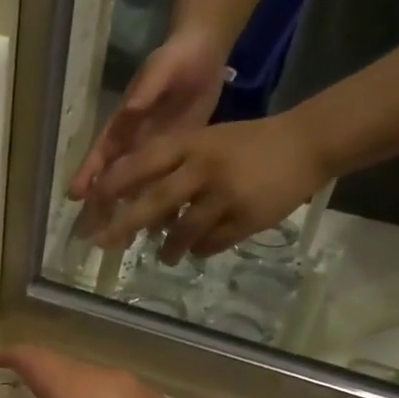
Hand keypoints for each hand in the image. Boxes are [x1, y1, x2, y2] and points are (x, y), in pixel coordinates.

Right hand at [68, 27, 229, 226]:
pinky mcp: (177, 158)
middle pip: (113, 180)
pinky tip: (164, 230)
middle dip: (102, 207)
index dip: (87, 175)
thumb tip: (130, 109)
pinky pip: (165, 187)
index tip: (75, 197)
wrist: (204, 53)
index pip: (101, 154)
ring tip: (123, 243)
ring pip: (137, 189)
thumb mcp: (161, 69)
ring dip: (129, 214)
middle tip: (94, 235)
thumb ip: (146, 89)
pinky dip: (163, 207)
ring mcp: (155, 154)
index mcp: (124, 125)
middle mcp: (134, 144)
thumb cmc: (176, 58)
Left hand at [87, 112, 327, 262]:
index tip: (91, 203)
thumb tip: (132, 195)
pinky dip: (200, 250)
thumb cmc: (247, 143)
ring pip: (183, 231)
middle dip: (126, 225)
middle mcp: (205, 169)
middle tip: (105, 243)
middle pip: (156, 202)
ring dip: (168, 248)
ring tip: (162, 257)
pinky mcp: (246, 219)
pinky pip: (211, 243)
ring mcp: (226, 196)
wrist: (307, 144)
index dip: (114, 184)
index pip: (143, 163)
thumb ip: (171, 164)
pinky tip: (197, 251)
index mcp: (192, 144)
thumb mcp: (207, 140)